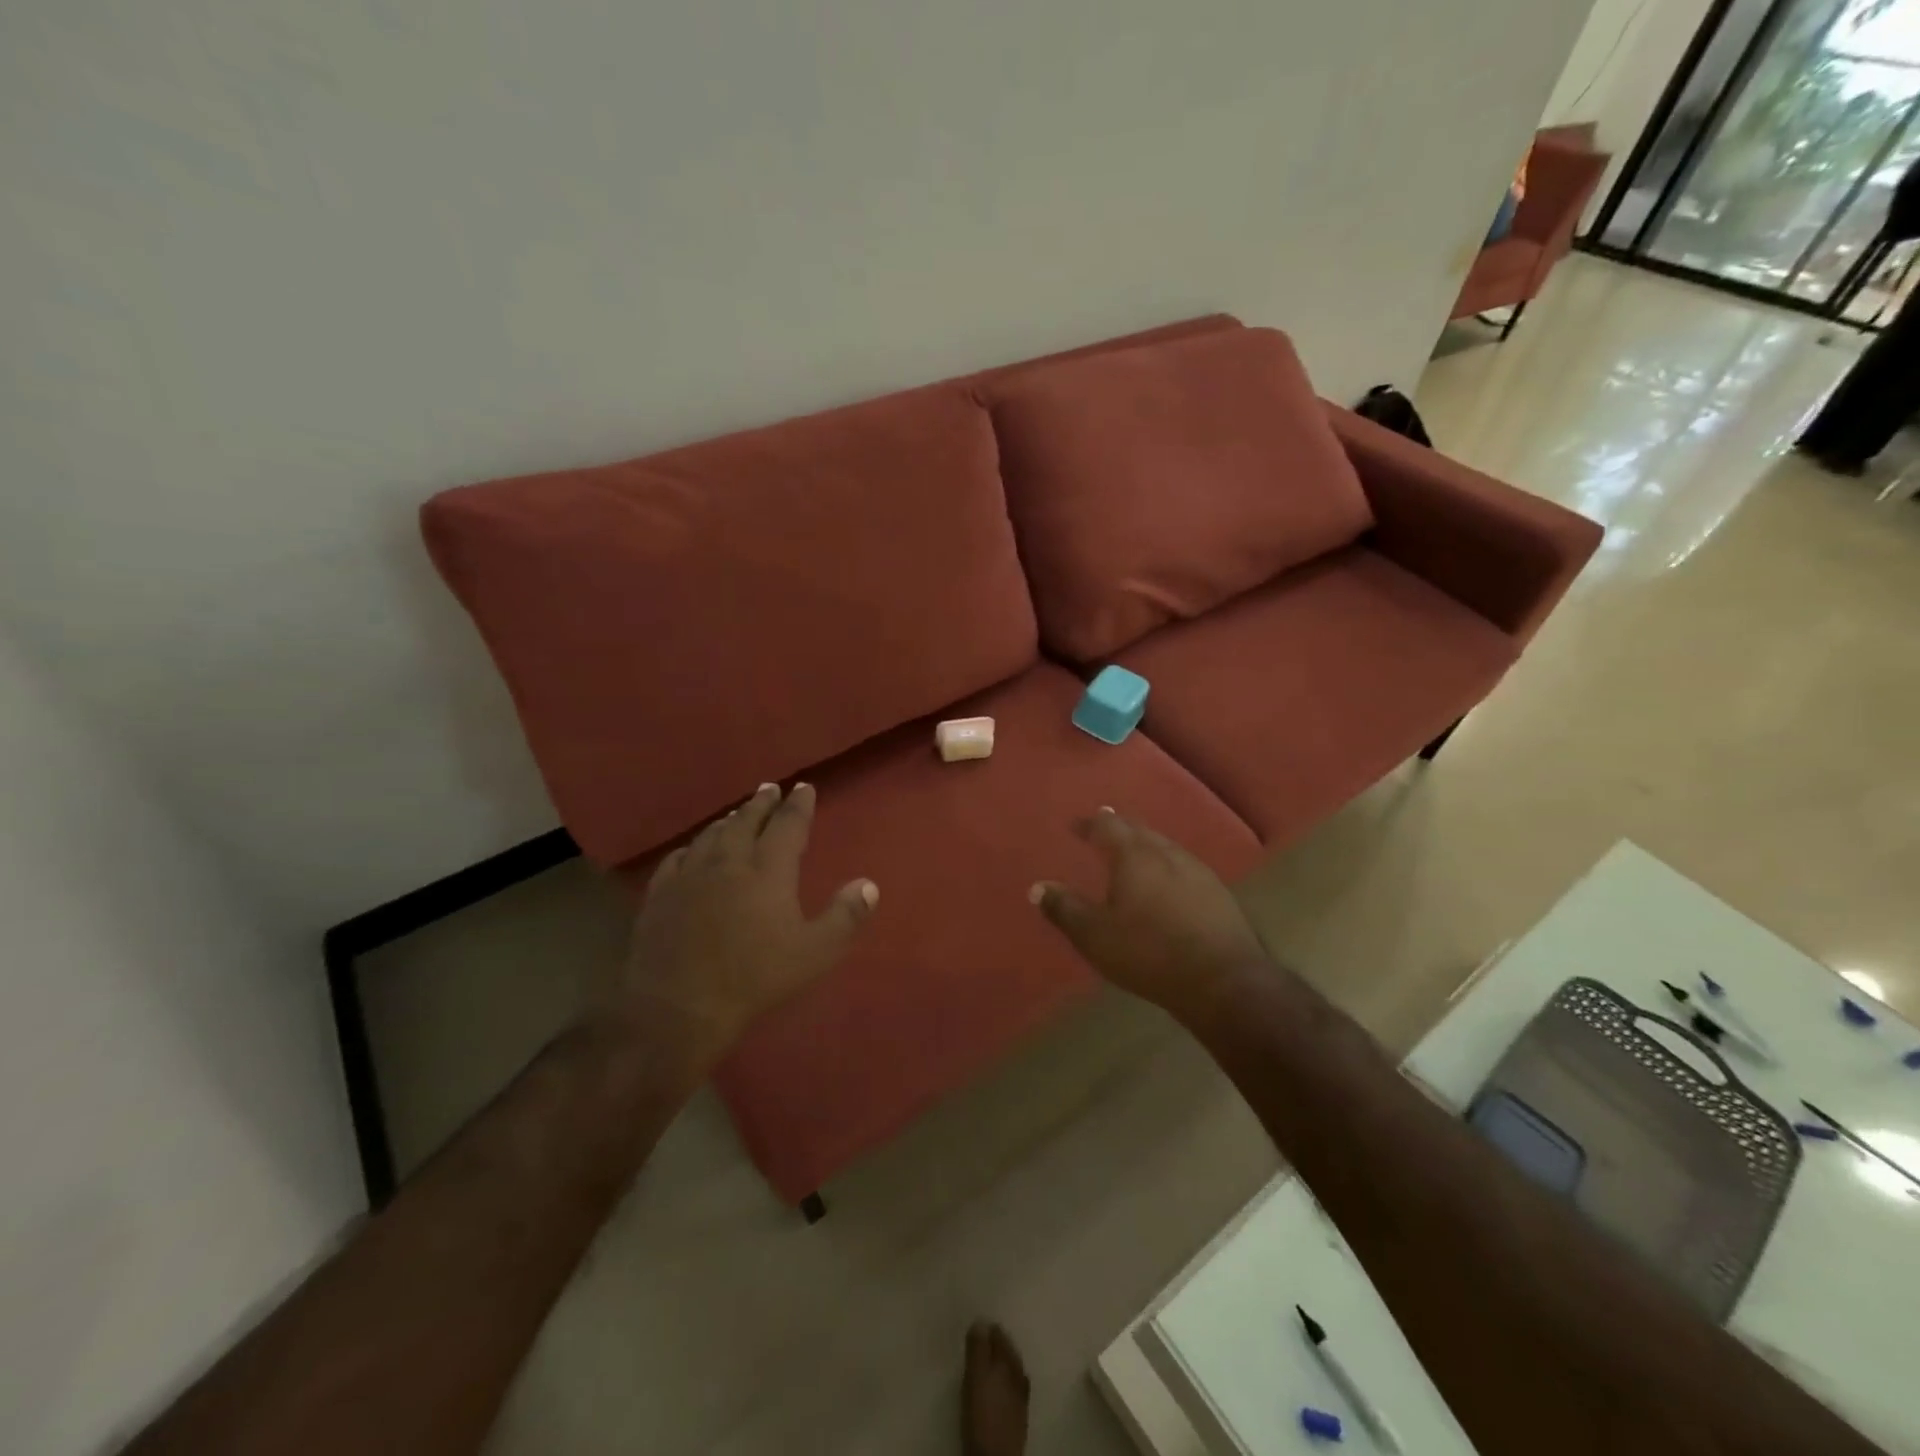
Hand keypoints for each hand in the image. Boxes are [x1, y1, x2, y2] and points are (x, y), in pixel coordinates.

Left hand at [608, 782, 875, 1077]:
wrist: (678, 1006)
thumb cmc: (754, 978)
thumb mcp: (815, 953)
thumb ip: (845, 916)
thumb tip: (869, 884)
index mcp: (768, 870)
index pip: (787, 825)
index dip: (798, 805)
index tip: (804, 788)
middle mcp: (729, 862)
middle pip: (747, 821)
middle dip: (762, 803)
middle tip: (770, 789)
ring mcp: (690, 876)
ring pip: (712, 835)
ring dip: (730, 820)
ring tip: (738, 813)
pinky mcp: (660, 895)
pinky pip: (678, 858)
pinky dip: (692, 847)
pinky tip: (693, 849)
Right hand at [1031, 808, 1270, 1027]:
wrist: (1223, 981)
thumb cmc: (1149, 952)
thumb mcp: (1095, 935)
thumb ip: (1065, 908)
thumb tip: (1037, 887)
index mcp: (1135, 856)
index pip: (1108, 827)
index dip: (1090, 824)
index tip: (1076, 825)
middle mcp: (1167, 853)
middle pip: (1140, 830)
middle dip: (1120, 827)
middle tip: (1105, 826)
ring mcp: (1198, 871)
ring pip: (1165, 846)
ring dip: (1145, 844)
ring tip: (1134, 852)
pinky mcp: (1218, 893)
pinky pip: (1184, 866)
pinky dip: (1166, 865)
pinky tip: (1168, 882)